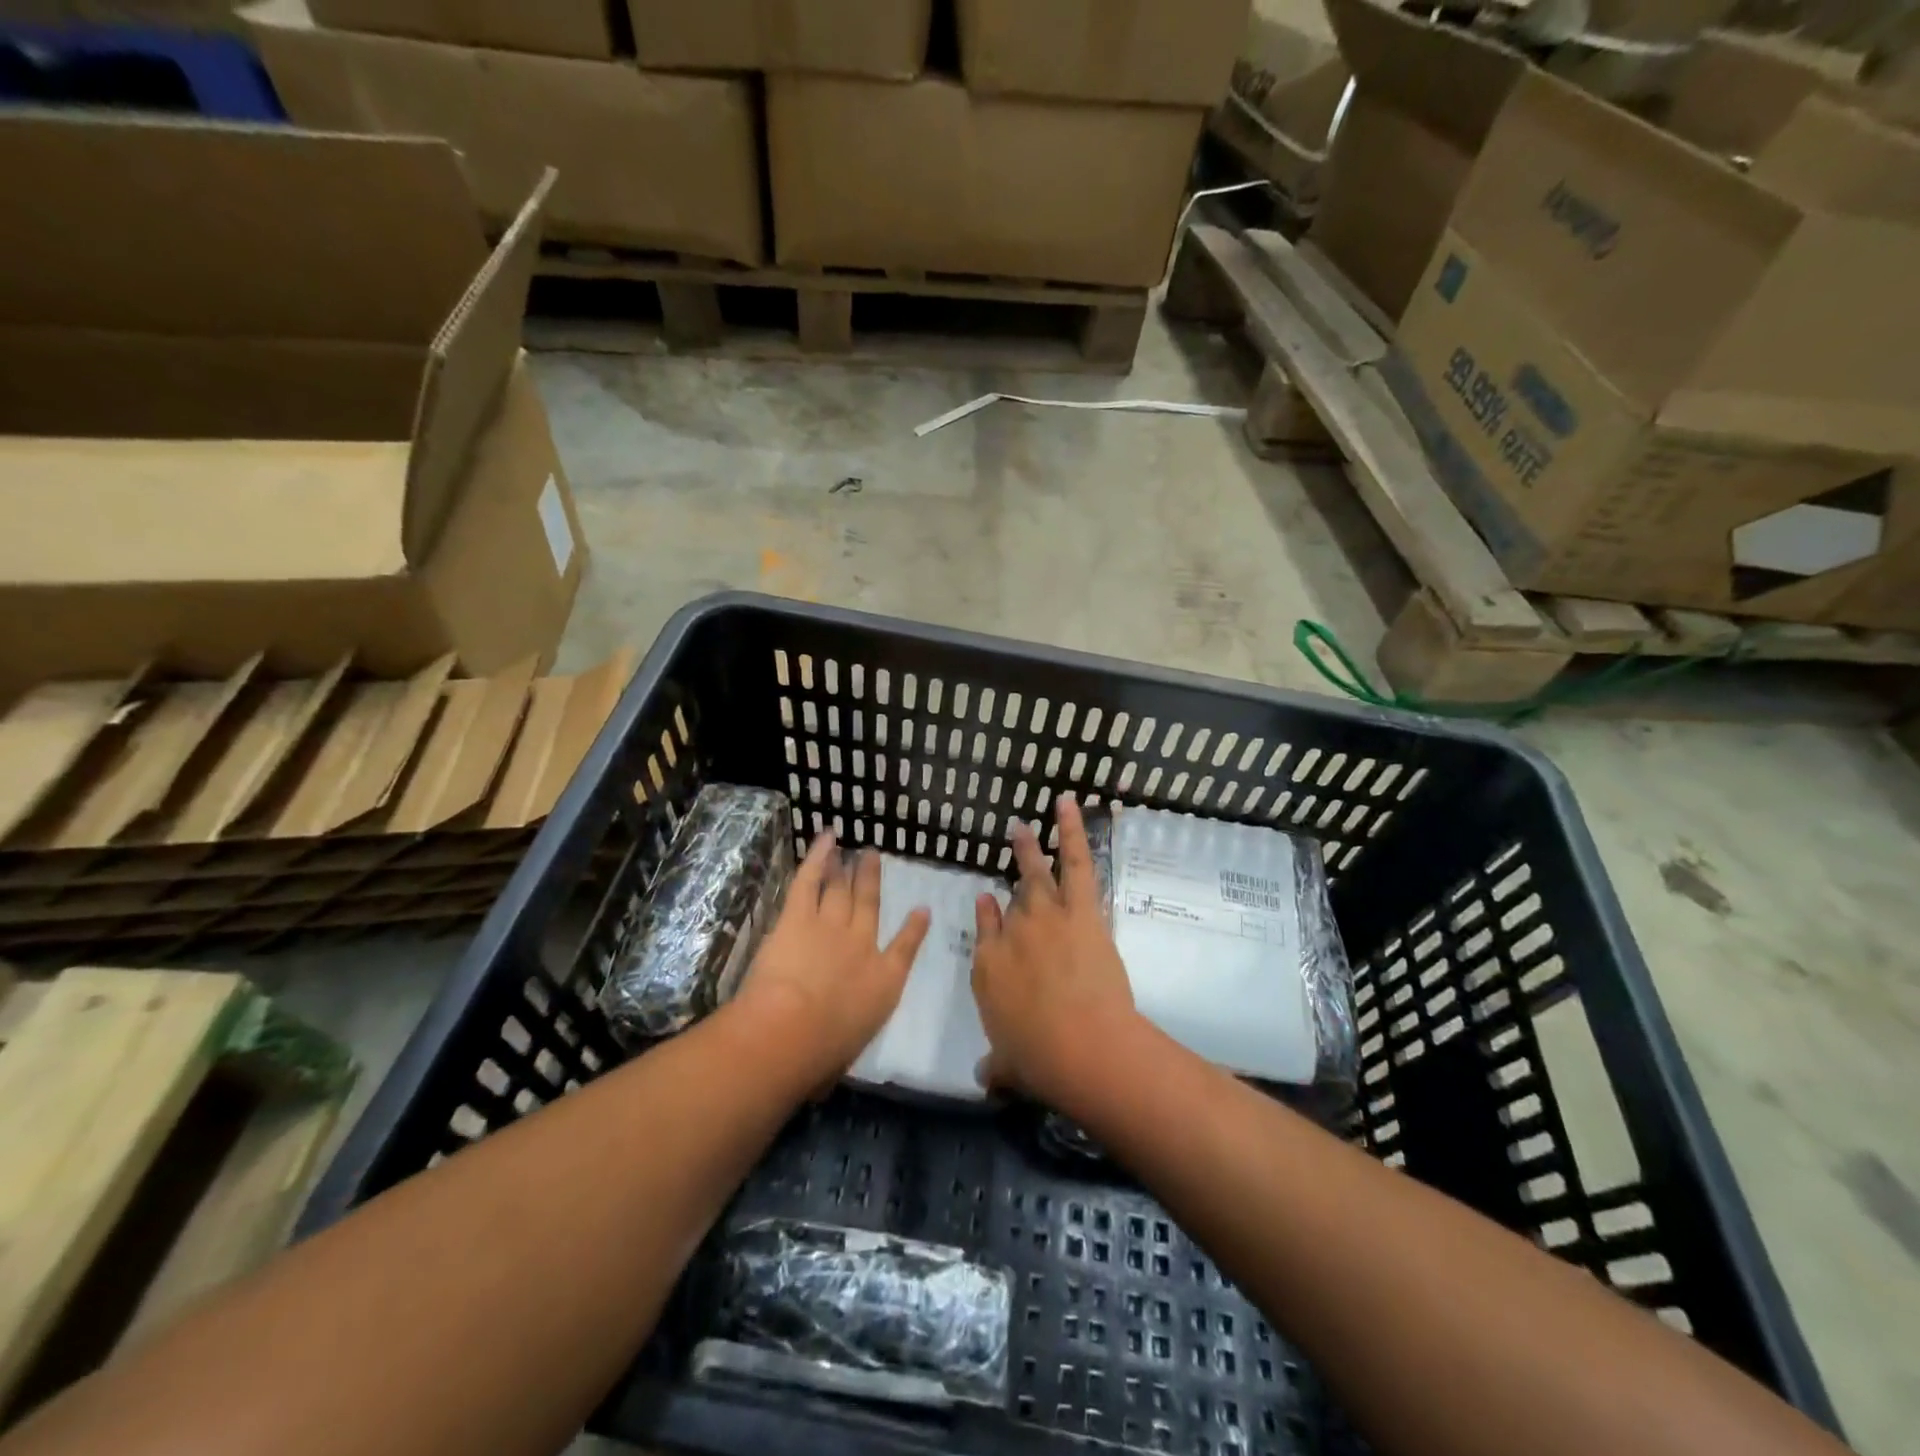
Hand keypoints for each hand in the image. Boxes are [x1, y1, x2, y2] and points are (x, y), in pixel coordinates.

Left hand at [735, 834, 930, 1079]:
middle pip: (869, 906)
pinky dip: (818, 856)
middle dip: (872, 881)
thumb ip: (841, 1046)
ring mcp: (831, 925)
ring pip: (841, 889)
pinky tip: (825, 838)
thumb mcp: (842, 1057)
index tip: (921, 911)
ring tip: (852, 850)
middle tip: (874, 858)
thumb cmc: (821, 1054)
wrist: (792, 1031)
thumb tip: (827, 1071)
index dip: (914, 930)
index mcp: (883, 982)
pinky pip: (811, 879)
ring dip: (846, 868)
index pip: (904, 950)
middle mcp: (863, 946)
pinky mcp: (798, 917)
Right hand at [972, 795, 1139, 1106]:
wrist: (1079, 1044)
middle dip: (1011, 875)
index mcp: (987, 968)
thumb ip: (996, 1066)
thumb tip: (984, 1077)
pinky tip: (1066, 803)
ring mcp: (1043, 916)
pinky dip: (1071, 830)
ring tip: (1024, 826)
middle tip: (1011, 848)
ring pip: (1035, 873)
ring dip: (1029, 847)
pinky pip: (1073, 861)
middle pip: (1011, 900)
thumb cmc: (1040, 1060)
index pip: (985, 932)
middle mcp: (1010, 934)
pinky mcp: (1078, 909)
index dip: (988, 916)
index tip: (988, 901)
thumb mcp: (1008, 1066)